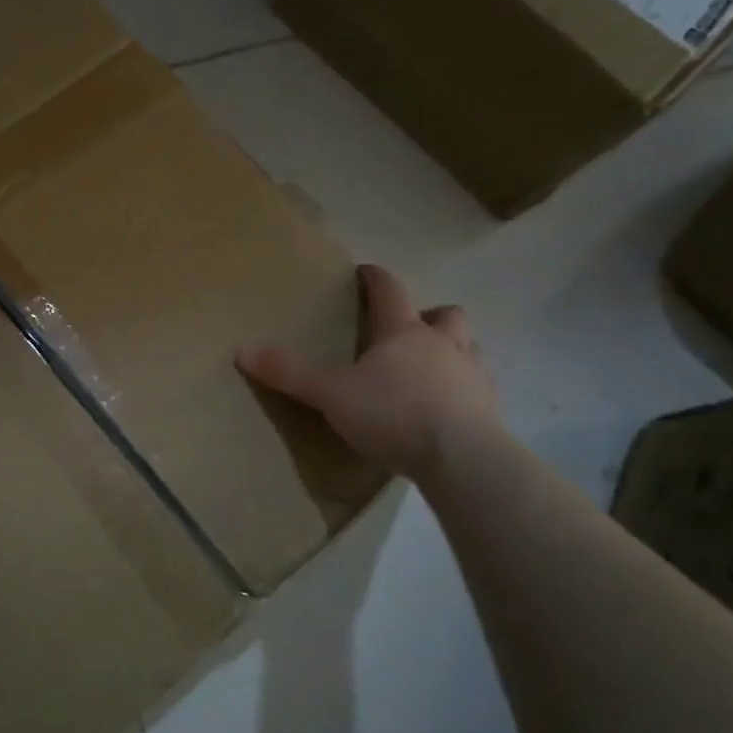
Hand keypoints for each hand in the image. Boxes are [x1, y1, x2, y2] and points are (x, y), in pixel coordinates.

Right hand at [236, 265, 499, 482]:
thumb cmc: (393, 414)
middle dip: (428, 315)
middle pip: (445, 314)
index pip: (390, 290)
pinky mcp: (491, 409)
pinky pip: (480, 388)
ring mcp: (474, 375)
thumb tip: (242, 352)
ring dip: (453, 350)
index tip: (364, 272)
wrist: (462, 459)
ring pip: (470, 347)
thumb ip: (290, 374)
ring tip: (432, 369)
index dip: (375, 278)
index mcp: (403, 333)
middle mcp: (444, 344)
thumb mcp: (330, 394)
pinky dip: (465, 390)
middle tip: (409, 331)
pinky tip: (449, 410)